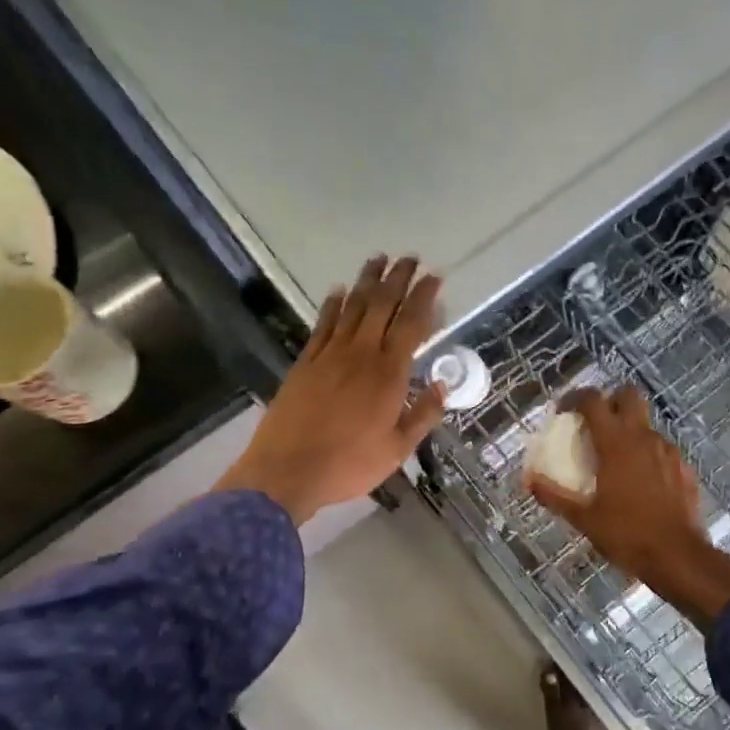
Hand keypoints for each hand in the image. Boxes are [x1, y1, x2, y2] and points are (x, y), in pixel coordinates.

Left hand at [217, 257, 444, 525]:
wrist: (287, 471)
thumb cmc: (350, 464)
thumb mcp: (398, 449)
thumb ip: (423, 415)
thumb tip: (441, 386)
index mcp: (389, 374)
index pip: (412, 324)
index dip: (424, 298)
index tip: (434, 277)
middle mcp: (361, 354)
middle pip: (382, 306)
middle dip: (398, 279)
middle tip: (409, 258)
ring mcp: (330, 355)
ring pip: (352, 308)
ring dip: (366, 282)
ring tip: (378, 261)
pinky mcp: (305, 362)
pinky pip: (323, 325)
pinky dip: (333, 305)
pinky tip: (338, 291)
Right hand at [527, 386, 729, 629]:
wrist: (678, 557)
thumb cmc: (626, 534)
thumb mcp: (583, 518)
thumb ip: (554, 495)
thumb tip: (528, 481)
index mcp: (616, 443)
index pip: (593, 401)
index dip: (575, 398)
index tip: (563, 411)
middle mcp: (644, 438)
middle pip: (629, 395)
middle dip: (611, 401)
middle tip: (596, 423)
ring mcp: (668, 451)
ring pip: (647, 425)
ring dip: (630, 431)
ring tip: (616, 460)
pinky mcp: (684, 468)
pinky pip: (662, 450)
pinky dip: (648, 456)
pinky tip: (641, 483)